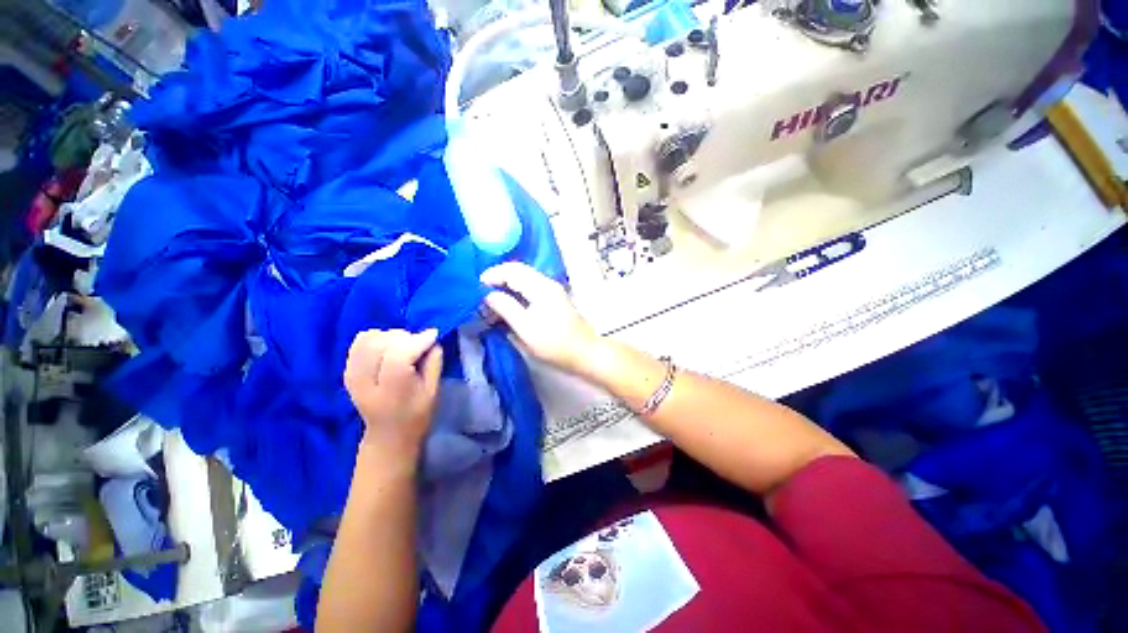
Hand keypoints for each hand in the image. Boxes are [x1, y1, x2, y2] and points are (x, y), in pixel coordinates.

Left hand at [344, 329, 442, 460]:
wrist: (387, 435)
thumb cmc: (416, 415)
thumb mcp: (432, 392)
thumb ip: (434, 364)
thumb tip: (434, 340)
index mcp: (391, 390)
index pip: (398, 356)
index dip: (417, 340)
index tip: (434, 335)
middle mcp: (366, 380)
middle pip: (382, 343)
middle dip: (405, 337)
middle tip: (420, 345)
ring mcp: (352, 375)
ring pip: (369, 339)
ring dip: (390, 336)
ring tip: (404, 346)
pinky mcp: (348, 370)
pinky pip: (359, 342)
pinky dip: (376, 338)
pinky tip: (388, 347)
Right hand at [481, 262, 600, 374]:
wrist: (584, 353)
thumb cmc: (554, 343)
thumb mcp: (525, 328)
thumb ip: (506, 307)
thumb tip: (488, 294)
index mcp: (541, 287)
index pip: (512, 271)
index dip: (492, 275)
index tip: (476, 286)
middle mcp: (547, 283)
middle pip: (519, 270)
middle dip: (499, 276)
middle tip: (481, 289)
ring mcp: (553, 290)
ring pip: (525, 278)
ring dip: (508, 283)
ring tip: (492, 296)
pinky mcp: (555, 298)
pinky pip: (531, 286)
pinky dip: (517, 290)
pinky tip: (509, 301)